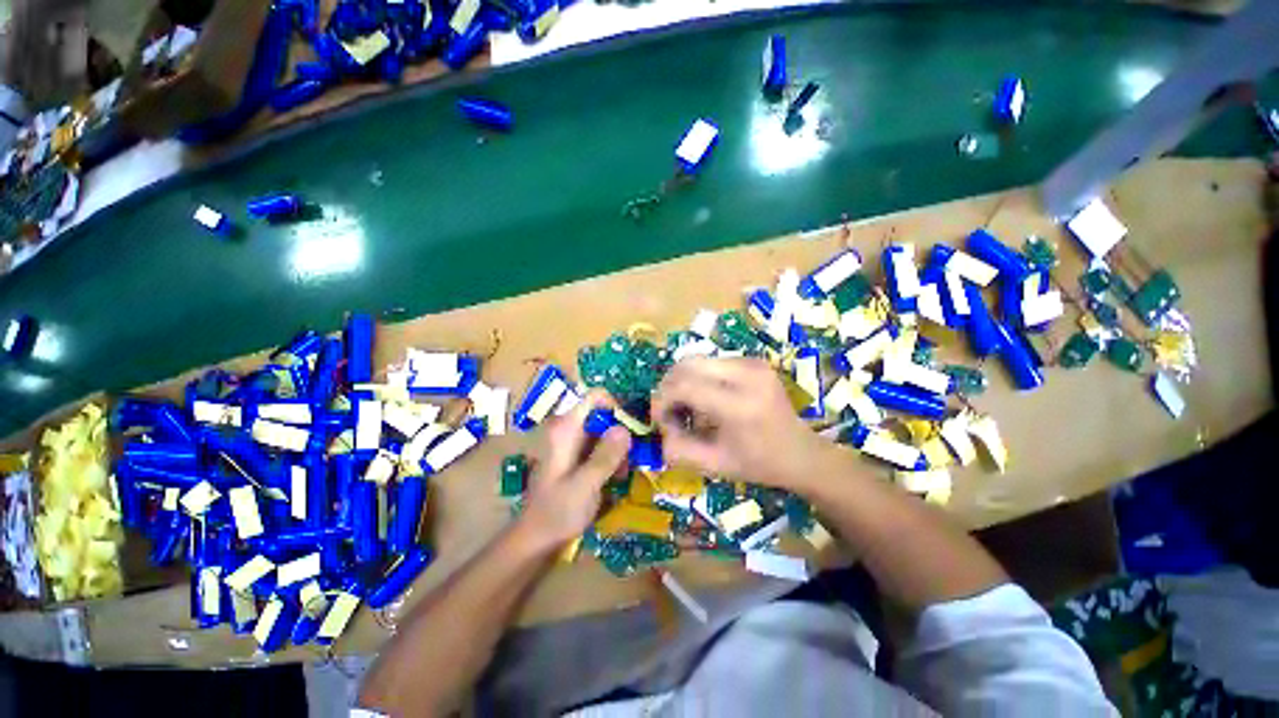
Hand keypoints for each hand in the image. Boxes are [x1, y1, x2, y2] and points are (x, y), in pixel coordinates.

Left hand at [515, 390, 630, 551]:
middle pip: (603, 414)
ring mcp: (573, 444)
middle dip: (621, 432)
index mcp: (566, 429)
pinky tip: (617, 477)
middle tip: (632, 457)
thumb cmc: (557, 512)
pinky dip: (612, 457)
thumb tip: (626, 428)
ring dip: (619, 449)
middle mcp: (569, 430)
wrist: (536, 540)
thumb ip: (605, 456)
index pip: (595, 397)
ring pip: (605, 431)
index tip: (631, 429)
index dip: (616, 406)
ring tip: (624, 473)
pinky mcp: (578, 458)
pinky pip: (601, 447)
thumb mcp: (585, 485)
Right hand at [651, 357, 835, 490]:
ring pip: (697, 359)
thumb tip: (659, 427)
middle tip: (669, 410)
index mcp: (740, 405)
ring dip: (682, 380)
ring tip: (686, 405)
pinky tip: (704, 397)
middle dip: (668, 386)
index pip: (684, 386)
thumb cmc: (759, 464)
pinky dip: (698, 377)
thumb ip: (678, 449)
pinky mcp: (753, 360)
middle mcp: (747, 374)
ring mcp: (752, 363)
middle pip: (687, 364)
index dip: (662, 400)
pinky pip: (711, 361)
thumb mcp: (714, 465)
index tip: (659, 419)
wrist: (801, 452)